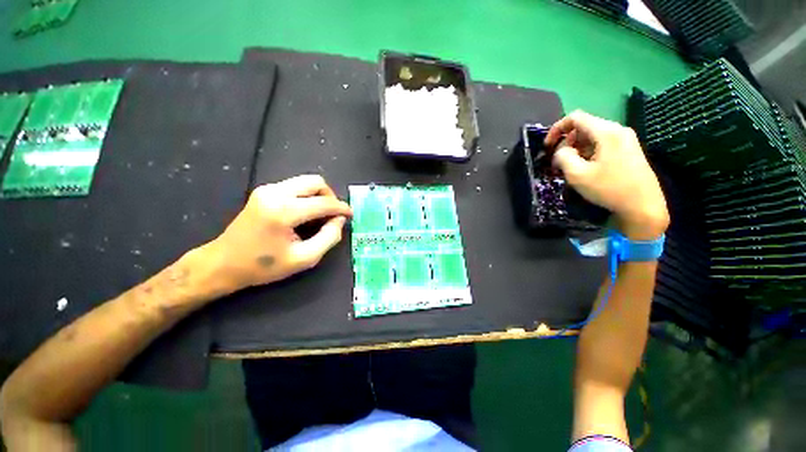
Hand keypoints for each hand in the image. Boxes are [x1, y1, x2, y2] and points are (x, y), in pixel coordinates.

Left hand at [205, 175, 351, 292]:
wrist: (226, 262)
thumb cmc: (262, 267)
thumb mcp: (300, 260)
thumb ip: (326, 239)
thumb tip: (339, 221)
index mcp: (284, 211)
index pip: (322, 202)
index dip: (341, 208)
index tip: (351, 215)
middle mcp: (276, 192)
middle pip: (314, 181)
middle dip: (329, 196)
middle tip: (333, 215)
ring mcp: (267, 189)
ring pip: (302, 181)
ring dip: (315, 195)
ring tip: (317, 216)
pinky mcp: (261, 191)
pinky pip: (290, 187)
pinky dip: (301, 196)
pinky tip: (300, 215)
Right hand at [545, 110, 668, 239]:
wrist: (646, 209)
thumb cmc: (613, 191)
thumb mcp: (580, 177)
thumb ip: (564, 158)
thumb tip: (562, 152)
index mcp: (605, 130)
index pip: (575, 117)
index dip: (558, 128)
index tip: (549, 146)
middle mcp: (618, 128)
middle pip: (587, 125)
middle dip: (571, 140)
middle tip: (564, 160)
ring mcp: (629, 139)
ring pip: (599, 134)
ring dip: (584, 146)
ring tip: (579, 166)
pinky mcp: (634, 150)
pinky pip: (610, 143)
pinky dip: (597, 150)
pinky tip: (596, 168)